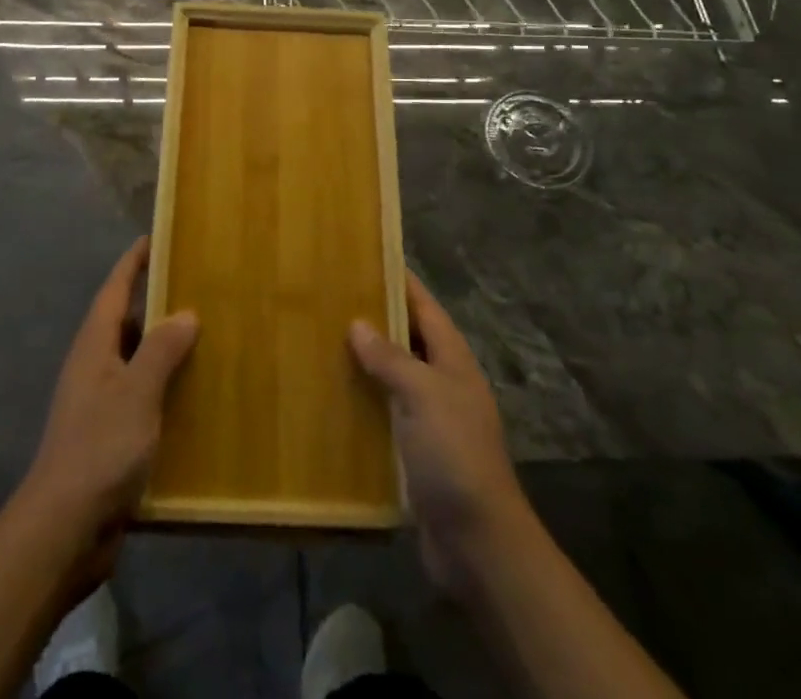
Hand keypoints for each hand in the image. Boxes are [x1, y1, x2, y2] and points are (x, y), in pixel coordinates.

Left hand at [15, 238, 198, 563]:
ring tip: (205, 335)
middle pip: (125, 321)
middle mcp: (94, 367)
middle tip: (196, 286)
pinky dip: (164, 387)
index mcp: (94, 347)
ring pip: (135, 361)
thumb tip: (185, 313)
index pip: (114, 290)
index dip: (133, 262)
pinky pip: (141, 397)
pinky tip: (194, 395)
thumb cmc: (99, 449)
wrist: (63, 530)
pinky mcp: (109, 437)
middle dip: (155, 301)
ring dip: (163, 346)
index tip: (155, 238)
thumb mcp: (136, 392)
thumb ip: (161, 350)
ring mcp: (100, 404)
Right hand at [350, 272, 530, 594]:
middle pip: (408, 339)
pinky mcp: (416, 452)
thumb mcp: (422, 395)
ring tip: (322, 340)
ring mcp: (431, 419)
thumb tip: (357, 323)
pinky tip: (332, 397)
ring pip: (394, 376)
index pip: (425, 307)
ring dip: (365, 361)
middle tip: (331, 298)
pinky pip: (385, 413)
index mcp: (453, 360)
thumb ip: (390, 357)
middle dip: (375, 318)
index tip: (367, 258)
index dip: (400, 281)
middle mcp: (444, 382)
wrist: (478, 542)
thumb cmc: (454, 454)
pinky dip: (363, 401)